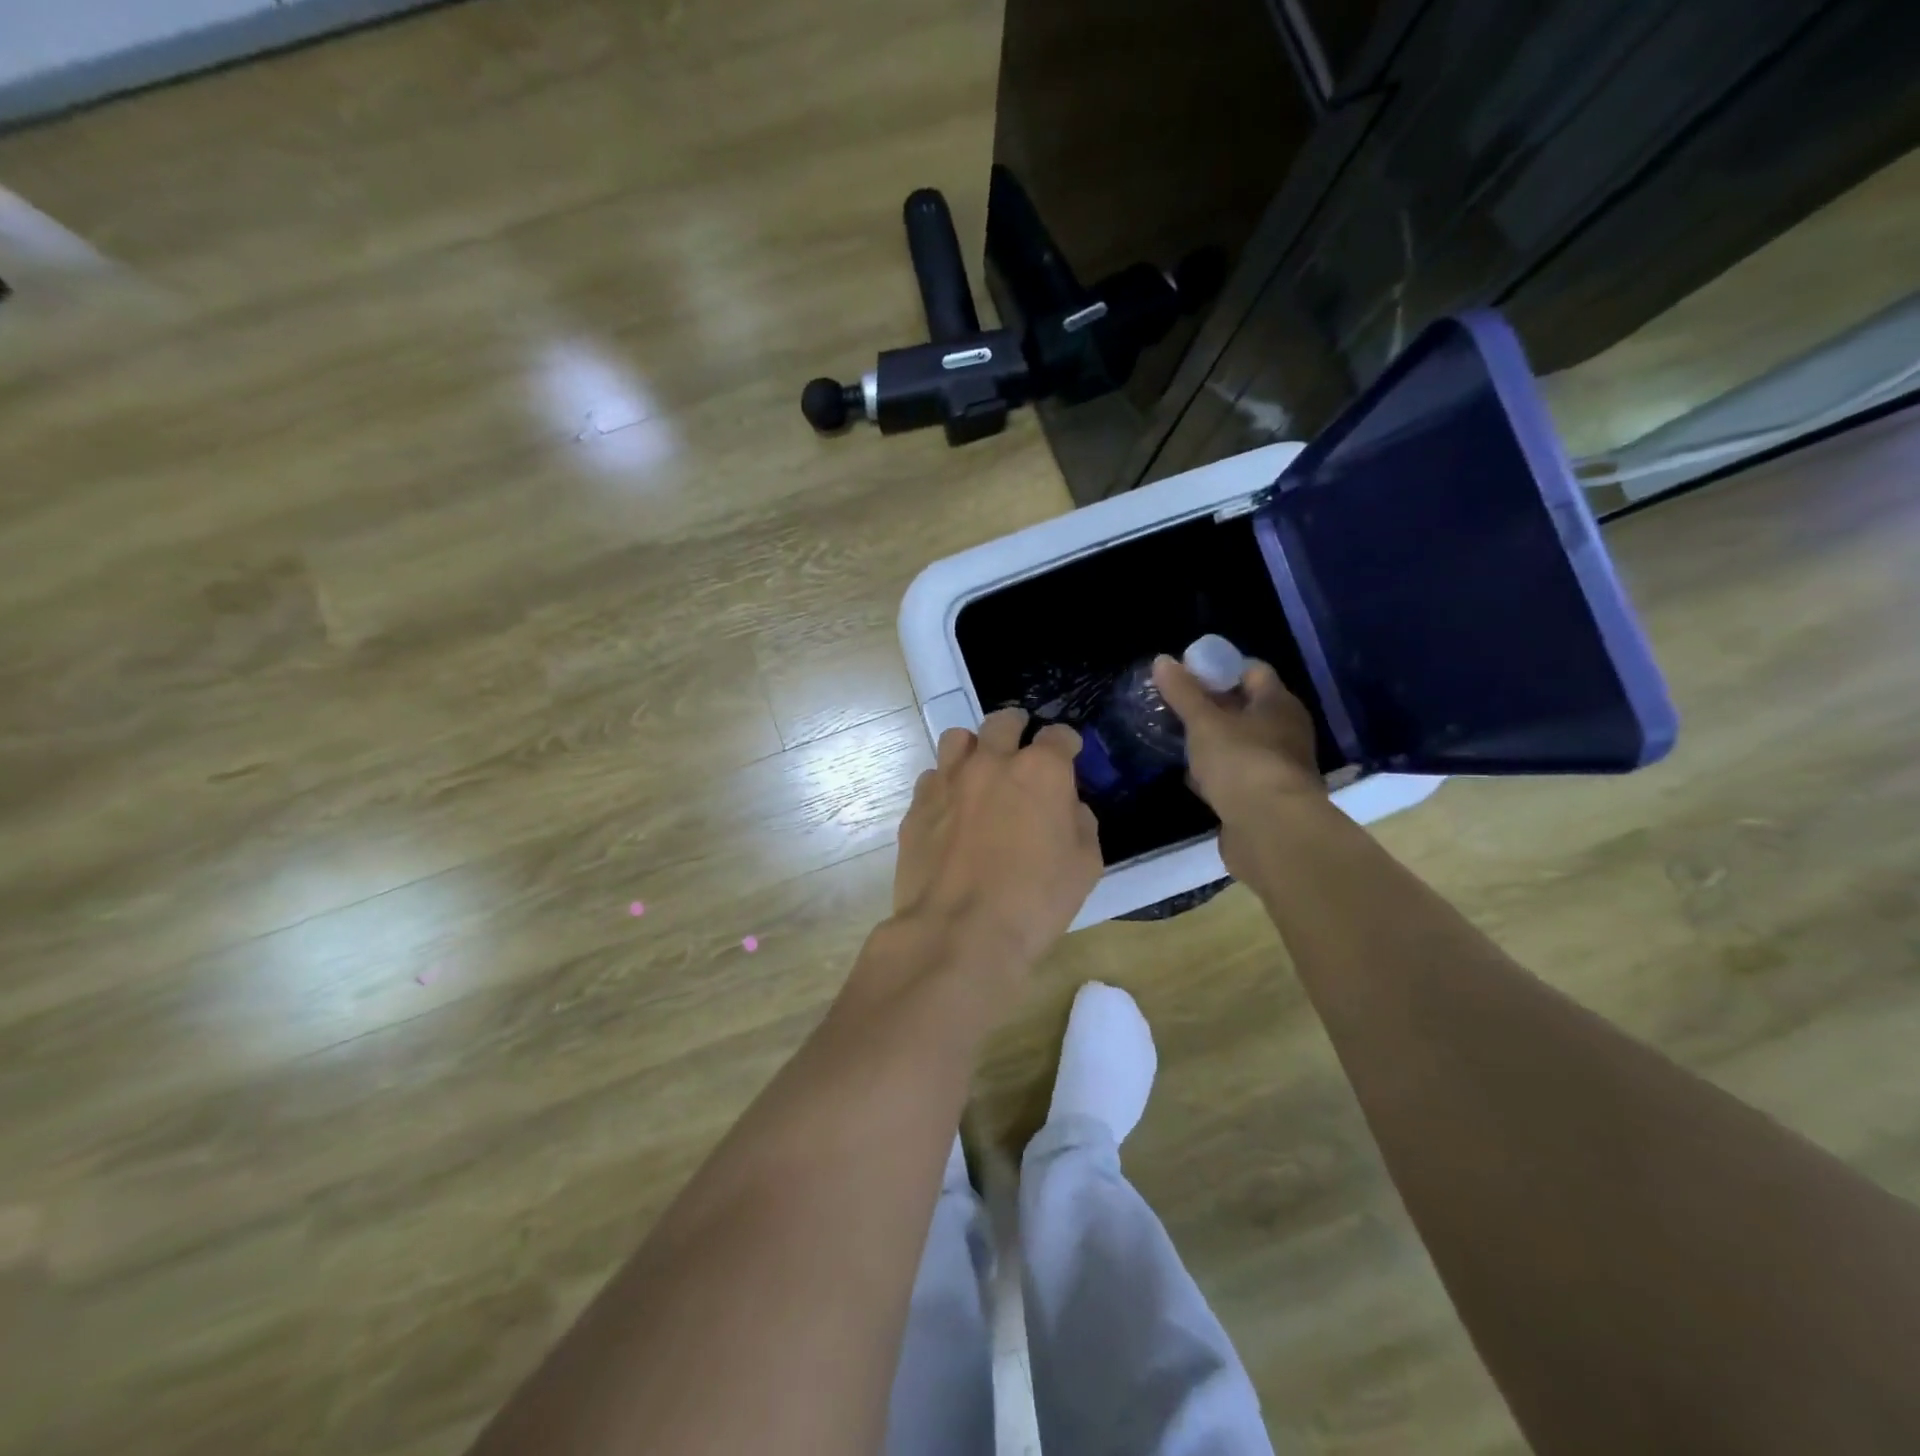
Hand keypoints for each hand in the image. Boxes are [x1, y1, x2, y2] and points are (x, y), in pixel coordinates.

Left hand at [892, 708, 1103, 977]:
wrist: (958, 932)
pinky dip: (946, 784)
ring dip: (975, 749)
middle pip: (1003, 722)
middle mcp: (991, 762)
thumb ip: (1080, 823)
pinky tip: (952, 810)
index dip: (1067, 744)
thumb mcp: (1085, 866)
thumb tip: (1067, 807)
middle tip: (1022, 752)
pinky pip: (932, 777)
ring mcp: (948, 780)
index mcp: (1040, 771)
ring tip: (981, 773)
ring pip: (958, 739)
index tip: (1069, 755)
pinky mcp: (917, 805)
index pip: (1058, 736)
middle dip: (1017, 729)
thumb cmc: (1034, 902)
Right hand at [1151, 655, 1324, 869]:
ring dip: (1212, 741)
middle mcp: (1285, 731)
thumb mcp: (1204, 723)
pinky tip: (1191, 776)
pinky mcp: (1264, 797)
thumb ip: (1183, 693)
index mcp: (1278, 704)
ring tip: (1177, 739)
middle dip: (1211, 705)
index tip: (1186, 673)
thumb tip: (1162, 660)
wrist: (1272, 831)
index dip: (1218, 667)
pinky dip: (1215, 773)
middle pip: (1245, 707)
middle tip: (1176, 705)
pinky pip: (1236, 775)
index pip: (1251, 670)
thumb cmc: (1241, 763)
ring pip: (1239, 743)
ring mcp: (1276, 766)